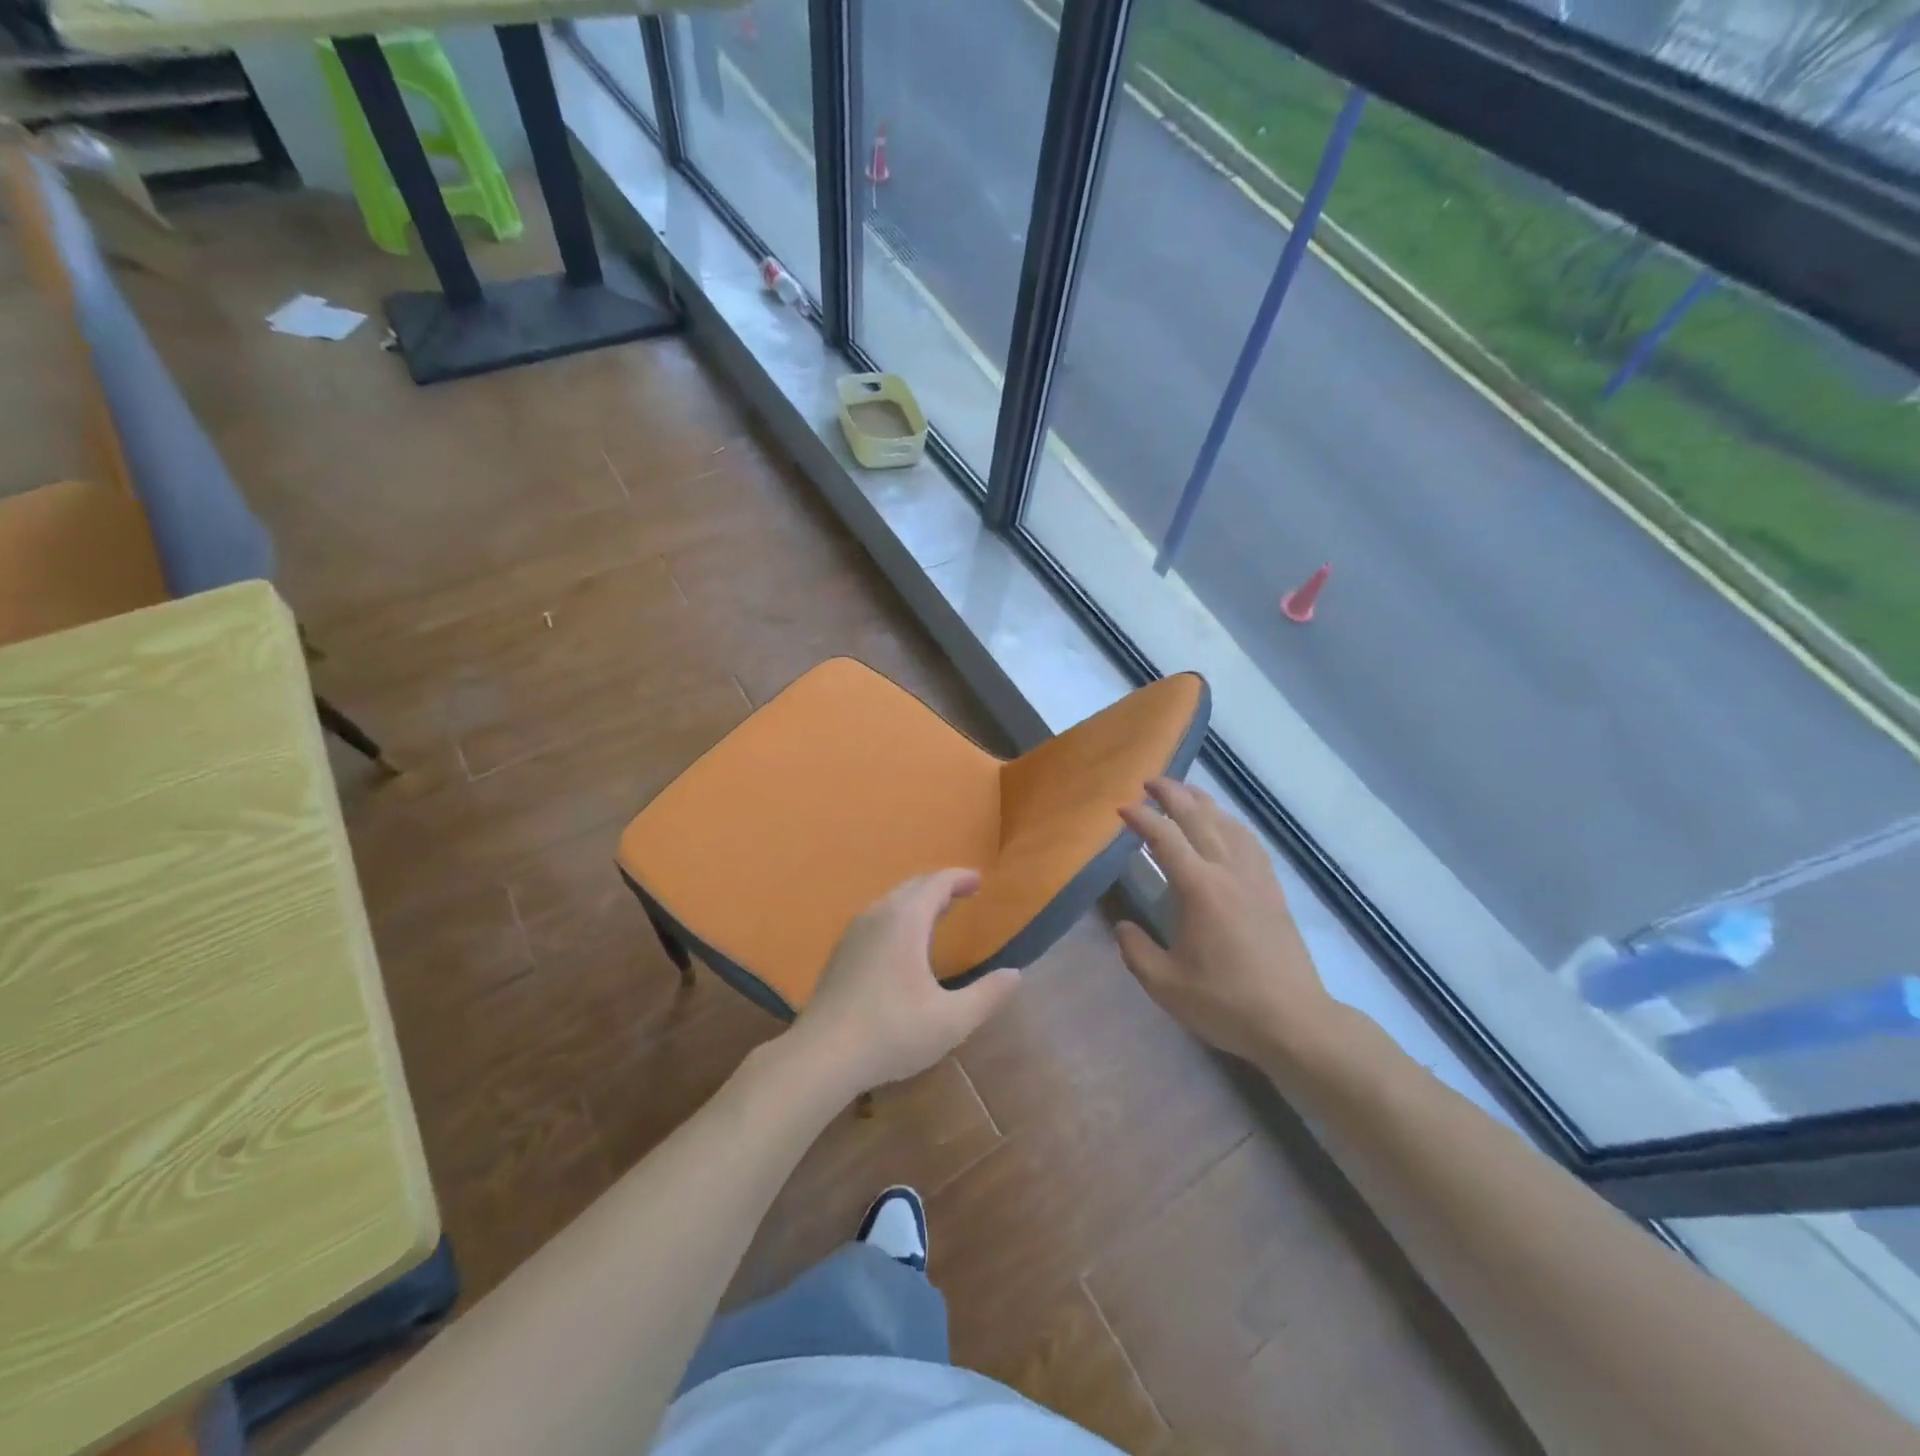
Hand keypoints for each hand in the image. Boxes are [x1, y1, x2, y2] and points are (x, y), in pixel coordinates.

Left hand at [793, 870, 1022, 1095]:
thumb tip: (1014, 975)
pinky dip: (898, 916)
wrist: (822, 1055)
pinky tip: (903, 942)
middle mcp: (878, 915)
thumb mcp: (951, 1020)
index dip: (960, 878)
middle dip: (940, 886)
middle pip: (912, 886)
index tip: (979, 881)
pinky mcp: (840, 951)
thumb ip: (987, 996)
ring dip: (917, 900)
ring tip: (938, 914)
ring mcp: (854, 932)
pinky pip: (877, 917)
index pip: (937, 883)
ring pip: (891, 901)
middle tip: (963, 894)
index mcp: (905, 920)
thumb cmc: (892, 1032)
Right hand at [1116, 779, 1335, 1065]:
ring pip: (1228, 824)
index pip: (1165, 838)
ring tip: (1183, 793)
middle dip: (1172, 794)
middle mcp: (1228, 872)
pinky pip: (1250, 842)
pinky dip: (1231, 823)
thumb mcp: (1165, 984)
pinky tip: (1226, 825)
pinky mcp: (1273, 890)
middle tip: (1149, 782)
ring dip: (1202, 802)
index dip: (1142, 818)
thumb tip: (1124, 926)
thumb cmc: (1225, 1002)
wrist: (1294, 1022)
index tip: (1121, 809)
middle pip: (1199, 818)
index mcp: (1199, 888)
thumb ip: (1135, 950)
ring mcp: (1255, 878)